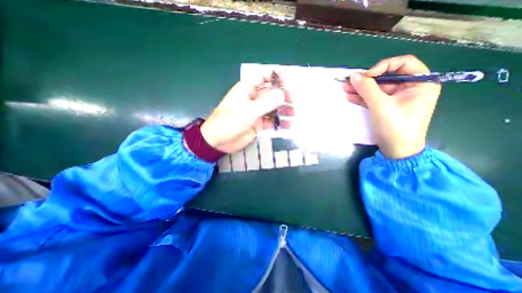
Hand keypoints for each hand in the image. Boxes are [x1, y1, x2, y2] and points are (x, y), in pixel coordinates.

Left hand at [201, 76, 291, 152]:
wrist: (218, 142)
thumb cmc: (228, 123)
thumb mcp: (247, 112)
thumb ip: (265, 103)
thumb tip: (283, 94)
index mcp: (247, 89)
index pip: (264, 78)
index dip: (277, 78)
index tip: (289, 83)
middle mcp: (254, 99)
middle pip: (272, 93)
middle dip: (284, 96)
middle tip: (294, 102)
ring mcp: (257, 112)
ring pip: (274, 108)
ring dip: (284, 110)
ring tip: (295, 114)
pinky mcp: (259, 124)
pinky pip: (272, 121)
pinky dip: (280, 123)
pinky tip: (289, 126)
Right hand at [346, 55, 441, 159]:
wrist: (396, 151)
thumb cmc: (395, 127)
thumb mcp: (381, 105)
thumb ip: (367, 89)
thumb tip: (353, 75)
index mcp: (421, 83)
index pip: (403, 64)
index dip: (383, 66)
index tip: (366, 76)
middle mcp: (410, 88)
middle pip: (386, 77)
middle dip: (367, 80)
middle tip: (349, 81)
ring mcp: (397, 99)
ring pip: (377, 89)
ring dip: (361, 89)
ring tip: (345, 88)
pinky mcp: (386, 108)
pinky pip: (374, 99)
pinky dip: (362, 98)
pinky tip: (350, 96)